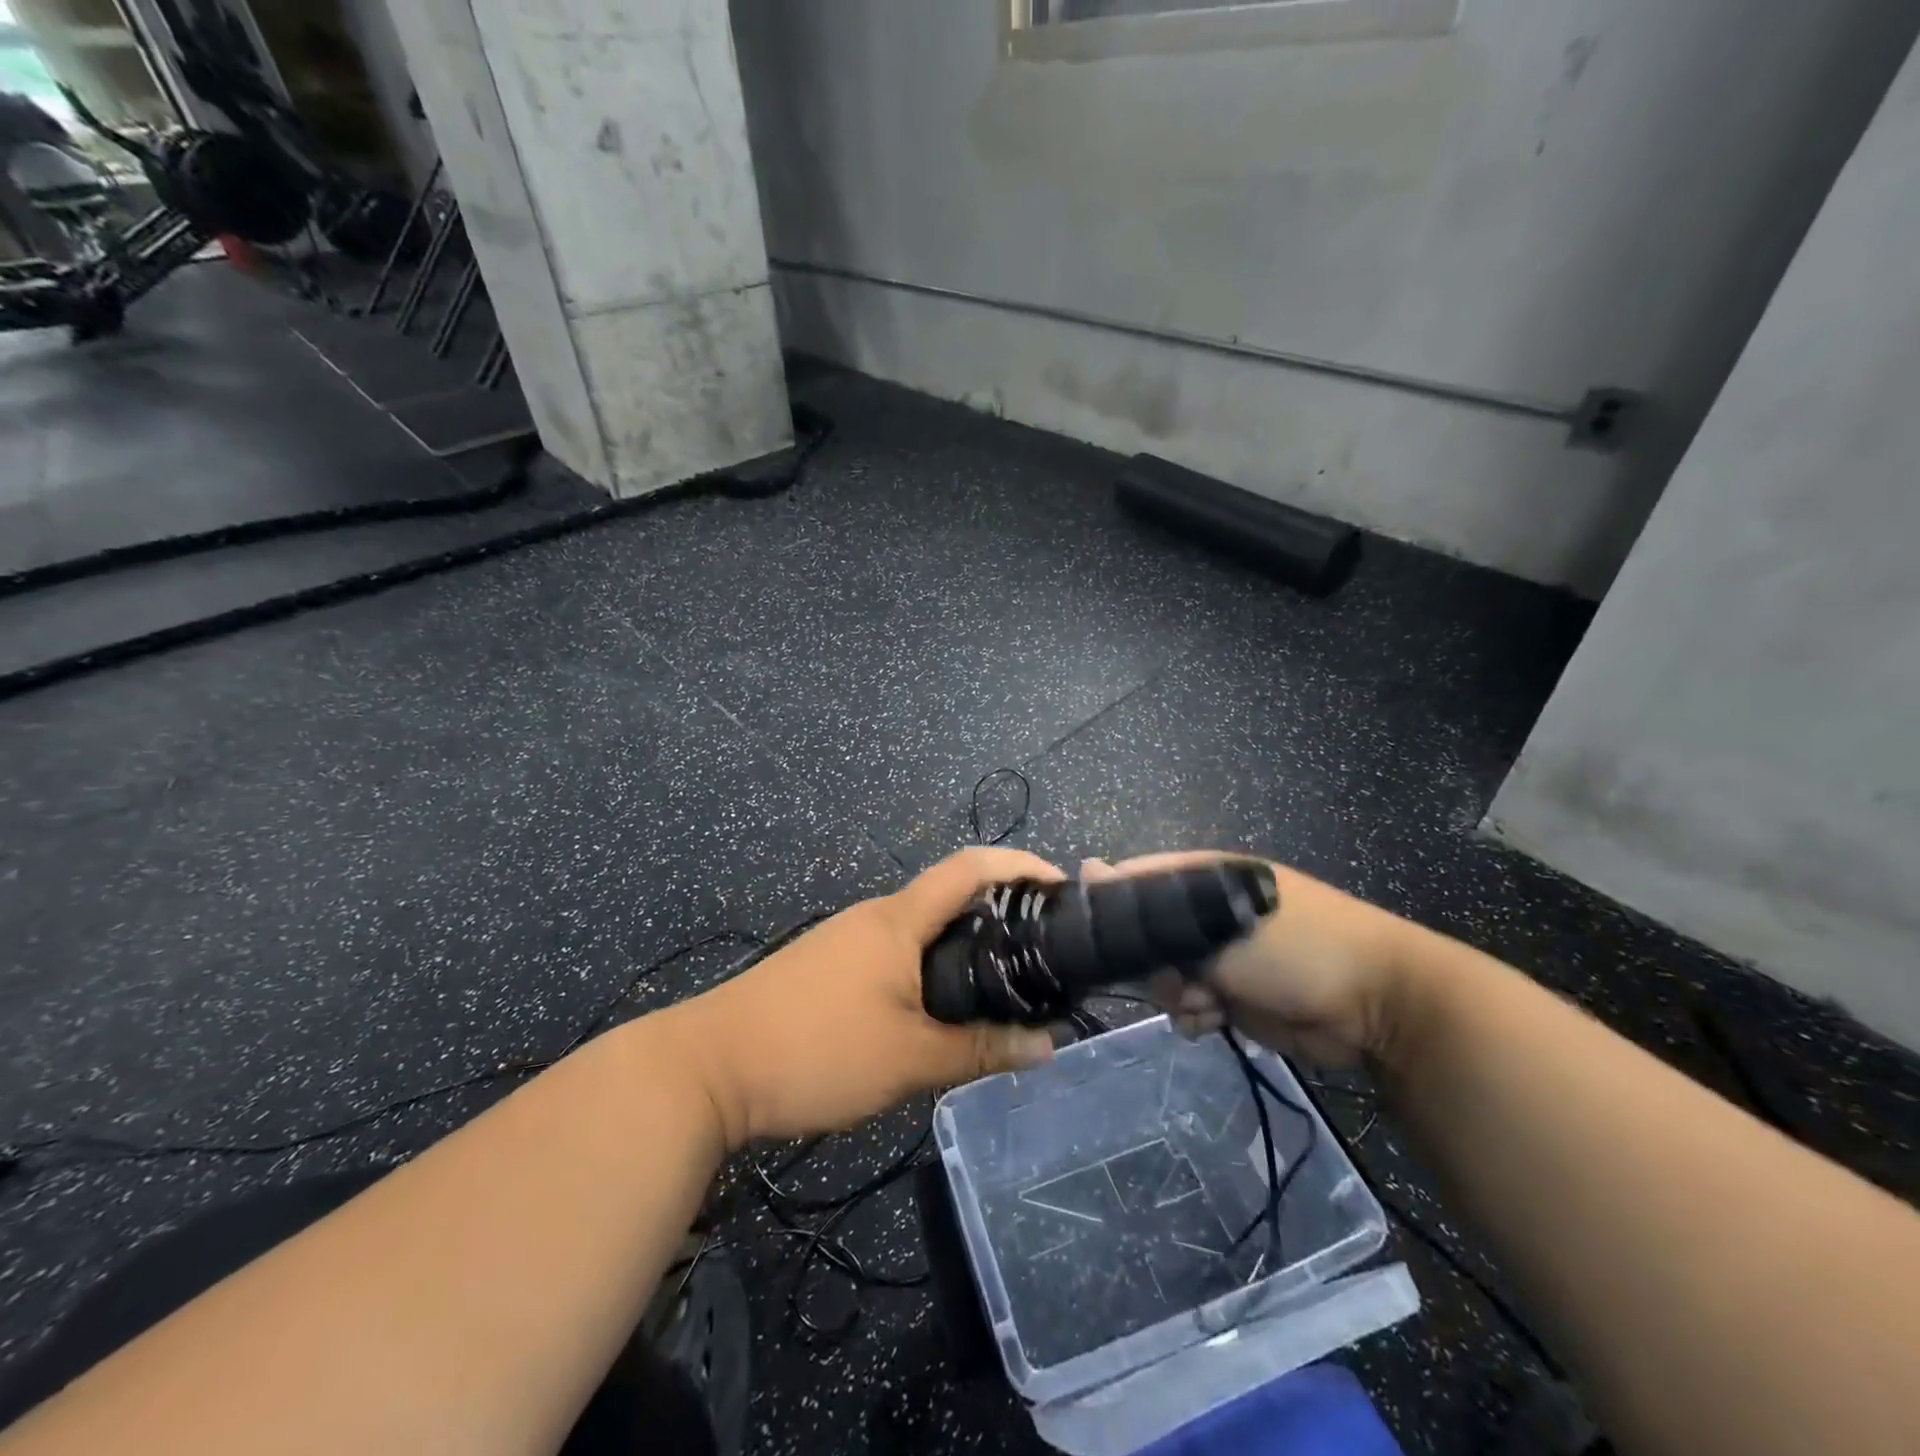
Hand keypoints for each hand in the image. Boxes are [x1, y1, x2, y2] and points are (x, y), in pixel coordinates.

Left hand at [673, 849, 1060, 1146]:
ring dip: (962, 946)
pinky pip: (893, 954)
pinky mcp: (827, 967)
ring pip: (920, 931)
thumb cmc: (816, 1050)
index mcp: (898, 921)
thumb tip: (1046, 1048)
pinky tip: (936, 1011)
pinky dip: (929, 968)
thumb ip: (979, 1051)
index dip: (1020, 866)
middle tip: (1042, 952)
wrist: (707, 1068)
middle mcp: (874, 917)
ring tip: (1000, 987)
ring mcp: (845, 940)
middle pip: (949, 898)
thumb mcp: (908, 1059)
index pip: (970, 868)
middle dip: (998, 914)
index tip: (1061, 886)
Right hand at [1085, 853, 1417, 1069]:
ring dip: (1176, 994)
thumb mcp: (1218, 919)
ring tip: (1203, 1003)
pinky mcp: (1236, 995)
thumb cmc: (1295, 947)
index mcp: (1203, 876)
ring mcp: (1223, 955)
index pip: (1136, 880)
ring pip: (1166, 975)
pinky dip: (1196, 1015)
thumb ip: (1151, 902)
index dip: (1113, 905)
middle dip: (1152, 963)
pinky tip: (1212, 1021)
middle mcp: (1207, 911)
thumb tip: (1087, 868)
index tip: (1096, 937)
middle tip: (1173, 977)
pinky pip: (1192, 1004)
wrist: (1378, 1007)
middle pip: (1147, 935)